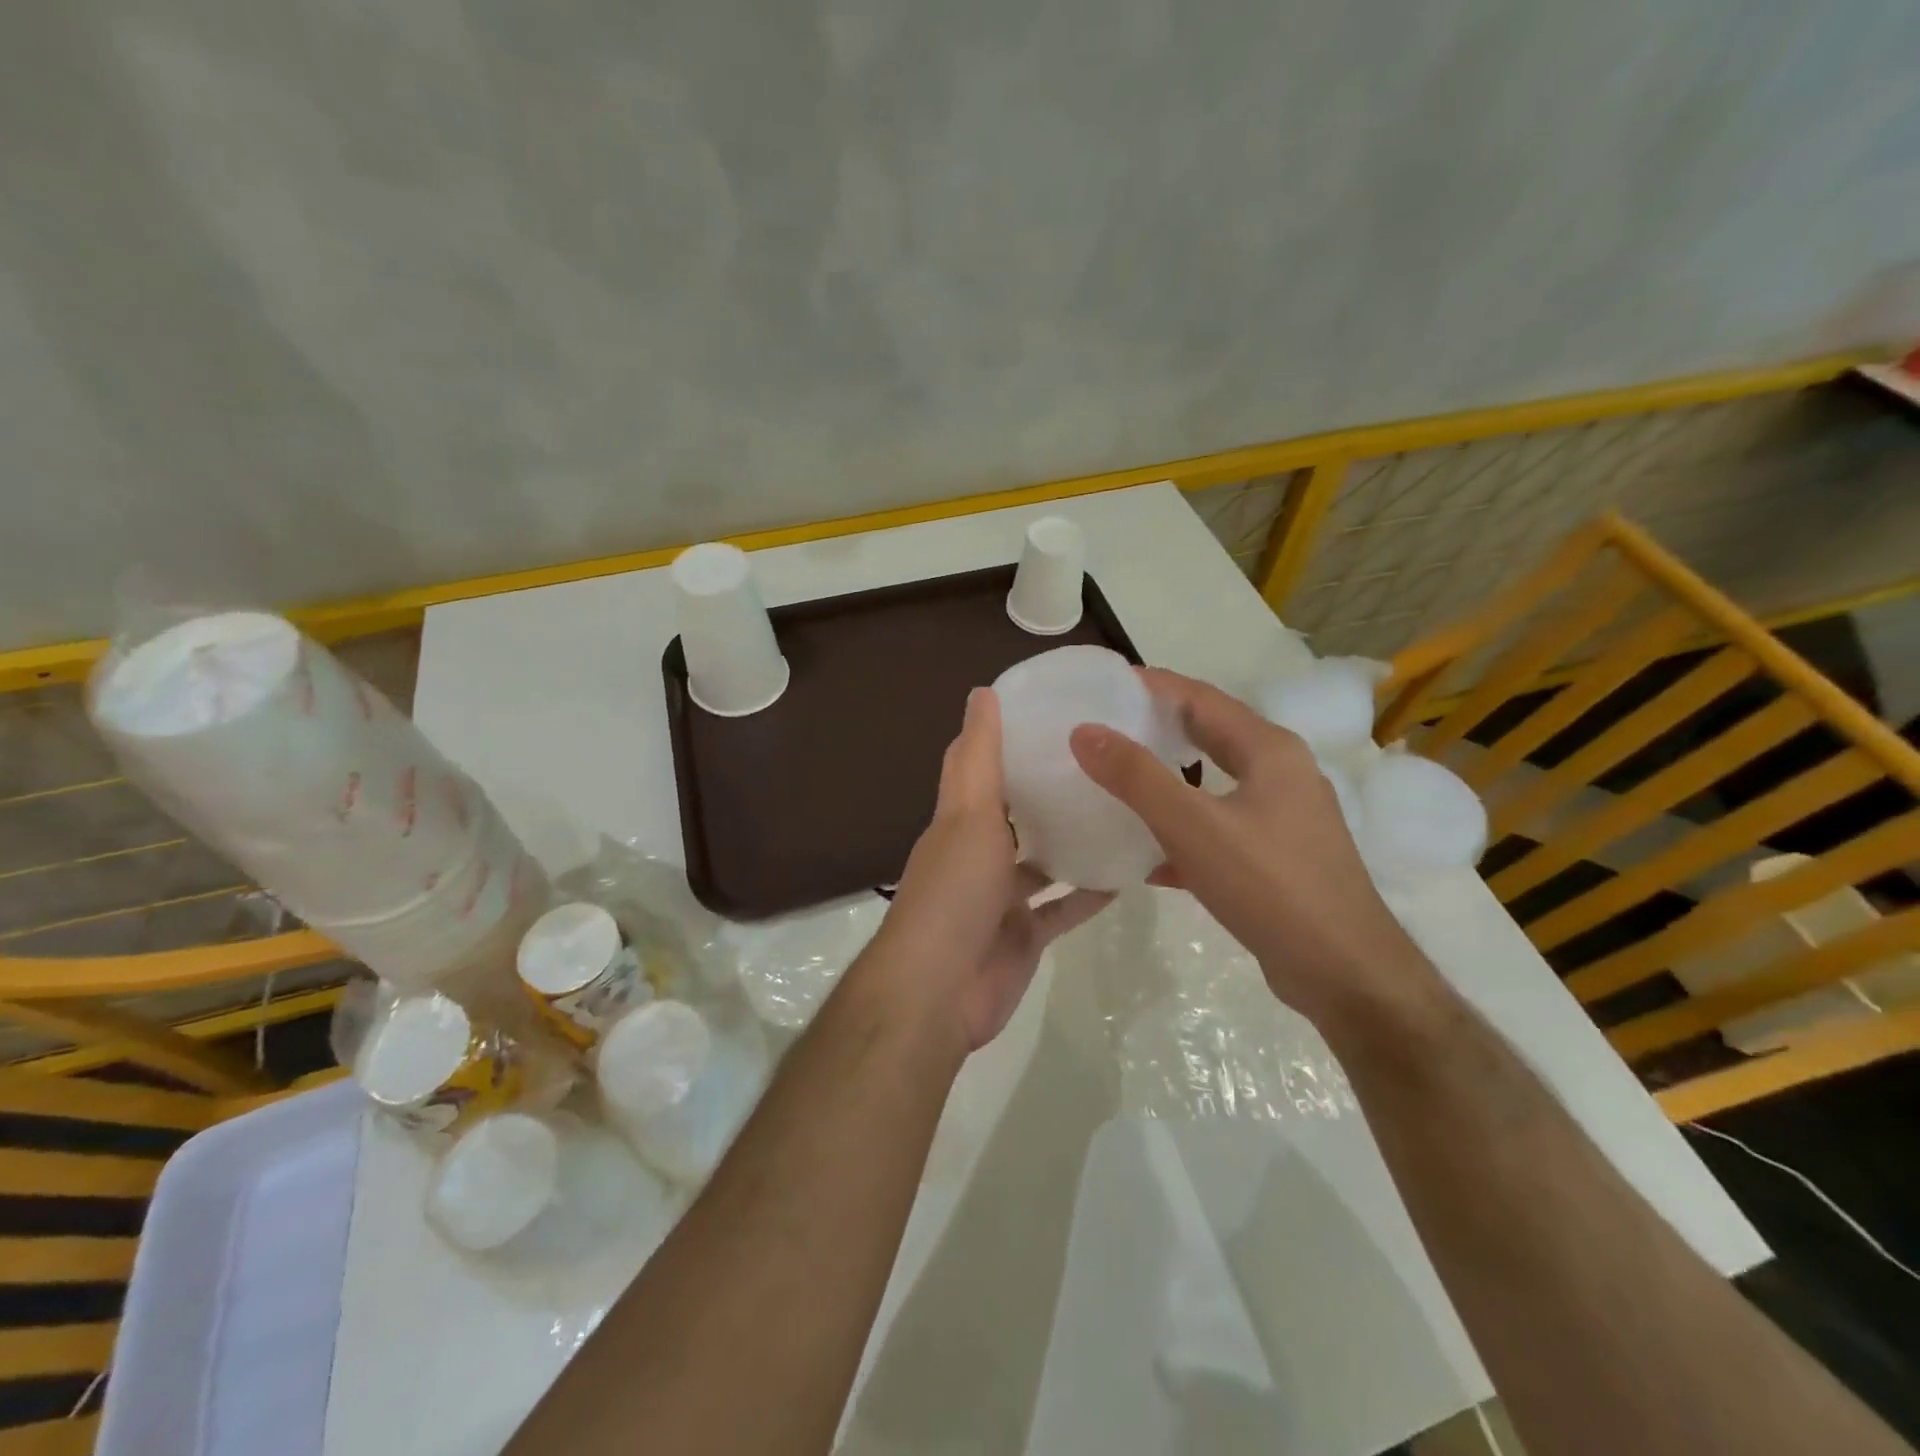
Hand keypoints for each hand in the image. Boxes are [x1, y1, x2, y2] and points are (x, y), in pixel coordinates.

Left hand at [877, 688, 1111, 1051]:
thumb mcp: (968, 814)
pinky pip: (1063, 908)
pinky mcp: (1024, 936)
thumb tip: (982, 692)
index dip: (1003, 738)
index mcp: (959, 821)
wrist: (940, 990)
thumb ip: (977, 757)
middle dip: (1047, 791)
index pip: (977, 766)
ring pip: (1042, 862)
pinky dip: (1089, 893)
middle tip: (1101, 761)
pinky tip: (1127, 873)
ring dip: (1072, 841)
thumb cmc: (955, 892)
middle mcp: (977, 855)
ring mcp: (1001, 899)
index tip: (1048, 711)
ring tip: (1121, 810)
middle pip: (1015, 814)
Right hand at [1069, 667, 1426, 1025]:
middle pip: (1208, 736)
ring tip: (1115, 782)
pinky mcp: (1275, 859)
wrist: (1345, 974)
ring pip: (1212, 786)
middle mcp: (1280, 774)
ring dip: (1166, 782)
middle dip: (1156, 729)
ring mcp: (1281, 819)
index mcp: (1269, 750)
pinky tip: (1144, 856)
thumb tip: (1084, 731)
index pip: (1200, 697)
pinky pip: (1218, 830)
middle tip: (1102, 728)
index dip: (1151, 685)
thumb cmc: (1271, 886)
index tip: (1101, 685)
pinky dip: (1182, 832)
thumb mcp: (1193, 826)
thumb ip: (1136, 777)